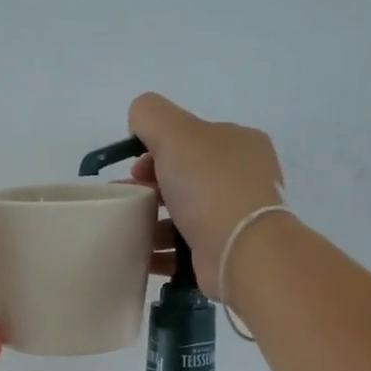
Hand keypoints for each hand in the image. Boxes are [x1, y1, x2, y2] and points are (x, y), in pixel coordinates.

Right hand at [127, 93, 286, 294]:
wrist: (241, 251)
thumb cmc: (210, 186)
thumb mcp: (175, 133)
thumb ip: (151, 115)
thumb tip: (139, 120)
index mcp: (239, 143)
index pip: (190, 139)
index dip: (156, 149)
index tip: (134, 170)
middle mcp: (243, 178)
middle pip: (184, 177)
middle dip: (150, 187)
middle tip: (127, 201)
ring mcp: (235, 217)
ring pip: (182, 215)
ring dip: (151, 222)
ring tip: (128, 232)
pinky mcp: (225, 251)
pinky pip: (184, 248)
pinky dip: (161, 251)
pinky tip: (140, 255)